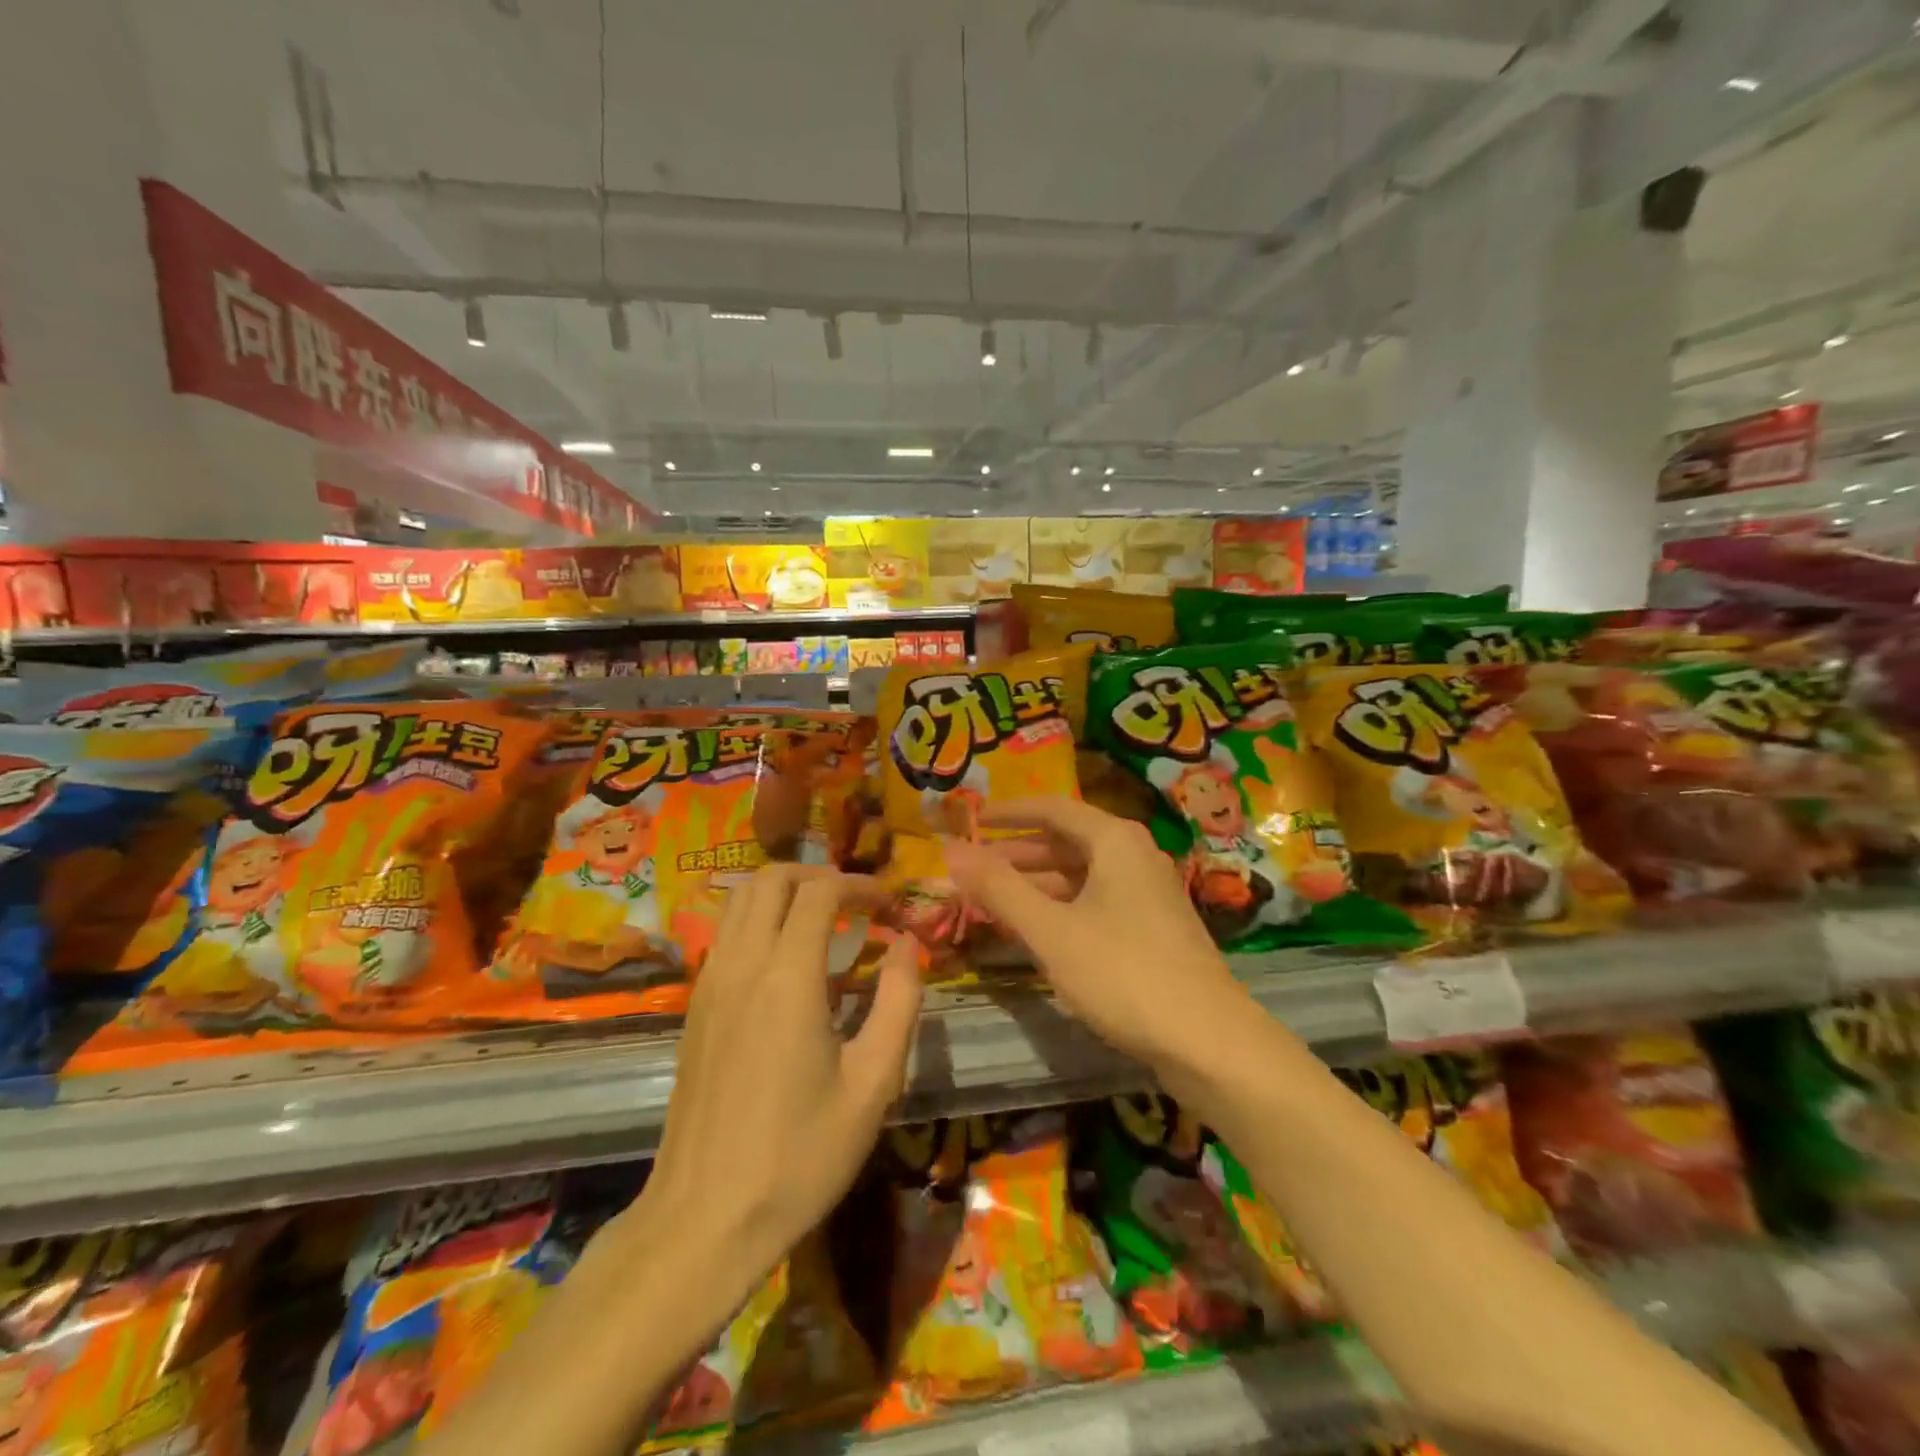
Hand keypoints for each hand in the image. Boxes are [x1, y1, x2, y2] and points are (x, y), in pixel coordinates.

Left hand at [635, 866, 921, 1308]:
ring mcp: (709, 983)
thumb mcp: (873, 1083)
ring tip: (823, 920)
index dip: (860, 885)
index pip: (820, 892)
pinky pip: (725, 932)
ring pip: (739, 899)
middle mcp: (742, 964)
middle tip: (855, 902)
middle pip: (771, 879)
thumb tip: (908, 944)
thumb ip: (898, 1001)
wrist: (704, 1218)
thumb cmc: (800, 1155)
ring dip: (783, 892)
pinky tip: (786, 960)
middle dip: (818, 875)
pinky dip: (758, 919)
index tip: (889, 903)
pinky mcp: (694, 1006)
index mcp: (788, 977)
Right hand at [944, 797, 1248, 1076]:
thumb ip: (999, 888)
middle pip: (1066, 841)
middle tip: (971, 869)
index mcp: (1115, 840)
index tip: (972, 820)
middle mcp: (1135, 855)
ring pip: (1080, 875)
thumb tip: (950, 850)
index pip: (1052, 808)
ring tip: (991, 900)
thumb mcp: (1051, 930)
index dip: (1008, 812)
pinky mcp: (1153, 927)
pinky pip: (1095, 901)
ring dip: (1036, 884)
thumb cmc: (1123, 973)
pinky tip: (1035, 930)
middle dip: (1017, 854)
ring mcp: (1147, 893)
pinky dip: (1060, 907)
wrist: (1210, 1041)